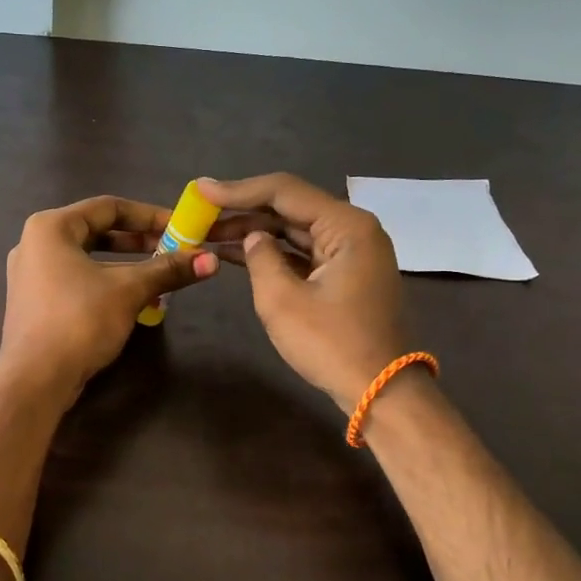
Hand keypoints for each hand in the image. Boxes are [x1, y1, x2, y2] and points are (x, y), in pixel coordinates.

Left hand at [0, 196, 218, 404]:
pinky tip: (132, 301)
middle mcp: (34, 244)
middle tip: (173, 250)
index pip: (108, 207)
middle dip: (138, 242)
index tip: (180, 228)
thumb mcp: (129, 290)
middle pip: (96, 231)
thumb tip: (212, 260)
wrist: (35, 379)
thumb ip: (167, 270)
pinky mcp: (35, 303)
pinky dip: (105, 284)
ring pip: (87, 259)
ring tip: (159, 277)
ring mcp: (30, 276)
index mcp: (50, 227)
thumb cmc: (79, 320)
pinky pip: (76, 281)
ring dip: (125, 266)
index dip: (149, 215)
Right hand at [198, 174, 407, 410]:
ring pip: (295, 231)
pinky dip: (273, 253)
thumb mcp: (282, 300)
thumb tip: (252, 239)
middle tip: (199, 215)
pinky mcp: (346, 275)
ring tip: (209, 234)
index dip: (237, 190)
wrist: (380, 391)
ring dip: (254, 233)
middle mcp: (353, 229)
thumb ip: (260, 258)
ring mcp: (352, 253)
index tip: (199, 189)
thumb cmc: (331, 344)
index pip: (284, 192)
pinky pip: (303, 253)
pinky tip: (237, 254)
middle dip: (243, 212)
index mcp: (346, 226)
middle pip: (290, 209)